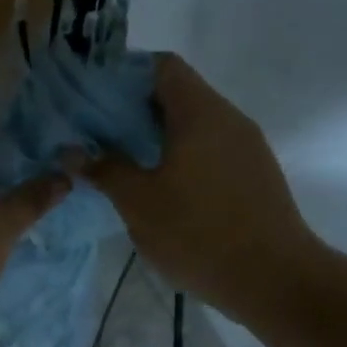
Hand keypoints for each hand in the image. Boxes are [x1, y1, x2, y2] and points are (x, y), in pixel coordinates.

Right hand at [86, 54, 325, 322]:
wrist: (274, 279)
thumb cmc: (198, 233)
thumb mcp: (139, 202)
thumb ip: (105, 169)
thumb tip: (73, 151)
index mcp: (200, 113)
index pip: (162, 66)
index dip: (126, 74)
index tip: (95, 99)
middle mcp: (229, 119)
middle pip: (179, 94)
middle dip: (135, 109)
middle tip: (99, 134)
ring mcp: (247, 147)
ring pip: (195, 125)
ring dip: (158, 136)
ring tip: (124, 161)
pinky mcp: (255, 175)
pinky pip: (211, 150)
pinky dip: (182, 156)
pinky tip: (161, 187)